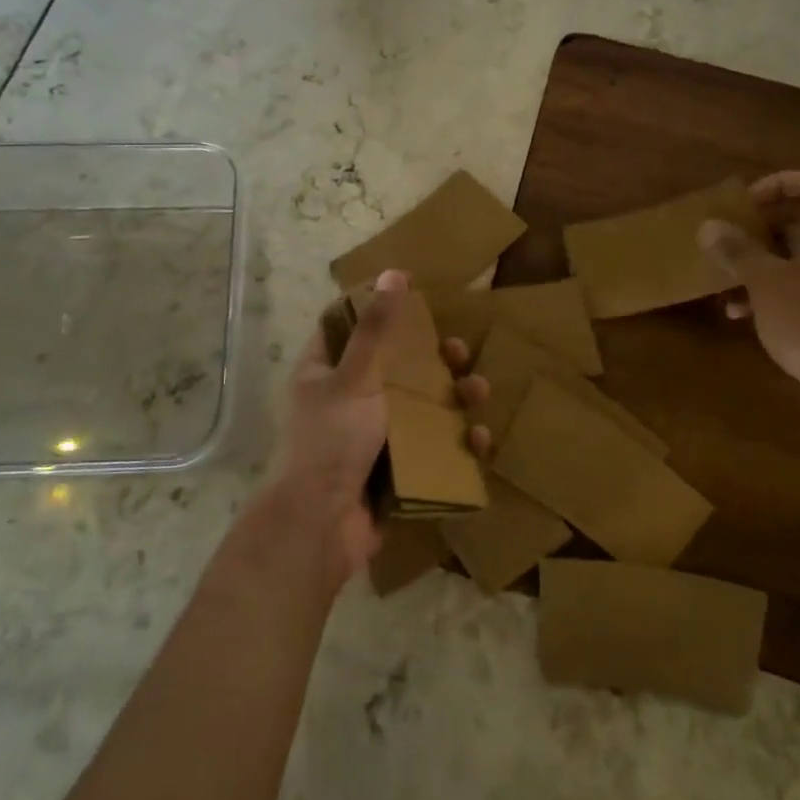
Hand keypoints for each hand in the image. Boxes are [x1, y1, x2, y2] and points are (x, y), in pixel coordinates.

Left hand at [272, 270, 488, 583]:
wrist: (320, 527)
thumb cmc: (331, 439)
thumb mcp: (356, 377)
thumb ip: (378, 329)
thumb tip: (394, 272)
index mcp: (325, 373)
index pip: (348, 328)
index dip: (378, 309)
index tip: (415, 297)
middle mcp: (346, 401)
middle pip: (394, 368)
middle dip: (431, 359)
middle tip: (459, 351)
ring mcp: (371, 439)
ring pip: (418, 408)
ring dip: (452, 398)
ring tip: (479, 390)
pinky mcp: (393, 472)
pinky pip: (429, 449)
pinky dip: (455, 443)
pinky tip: (480, 439)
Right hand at [699, 171, 799, 398]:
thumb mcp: (765, 281)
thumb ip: (736, 250)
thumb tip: (708, 226)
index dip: (779, 183)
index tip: (744, 202)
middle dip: (762, 227)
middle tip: (729, 235)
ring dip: (762, 261)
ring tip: (726, 274)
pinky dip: (774, 289)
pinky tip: (740, 312)